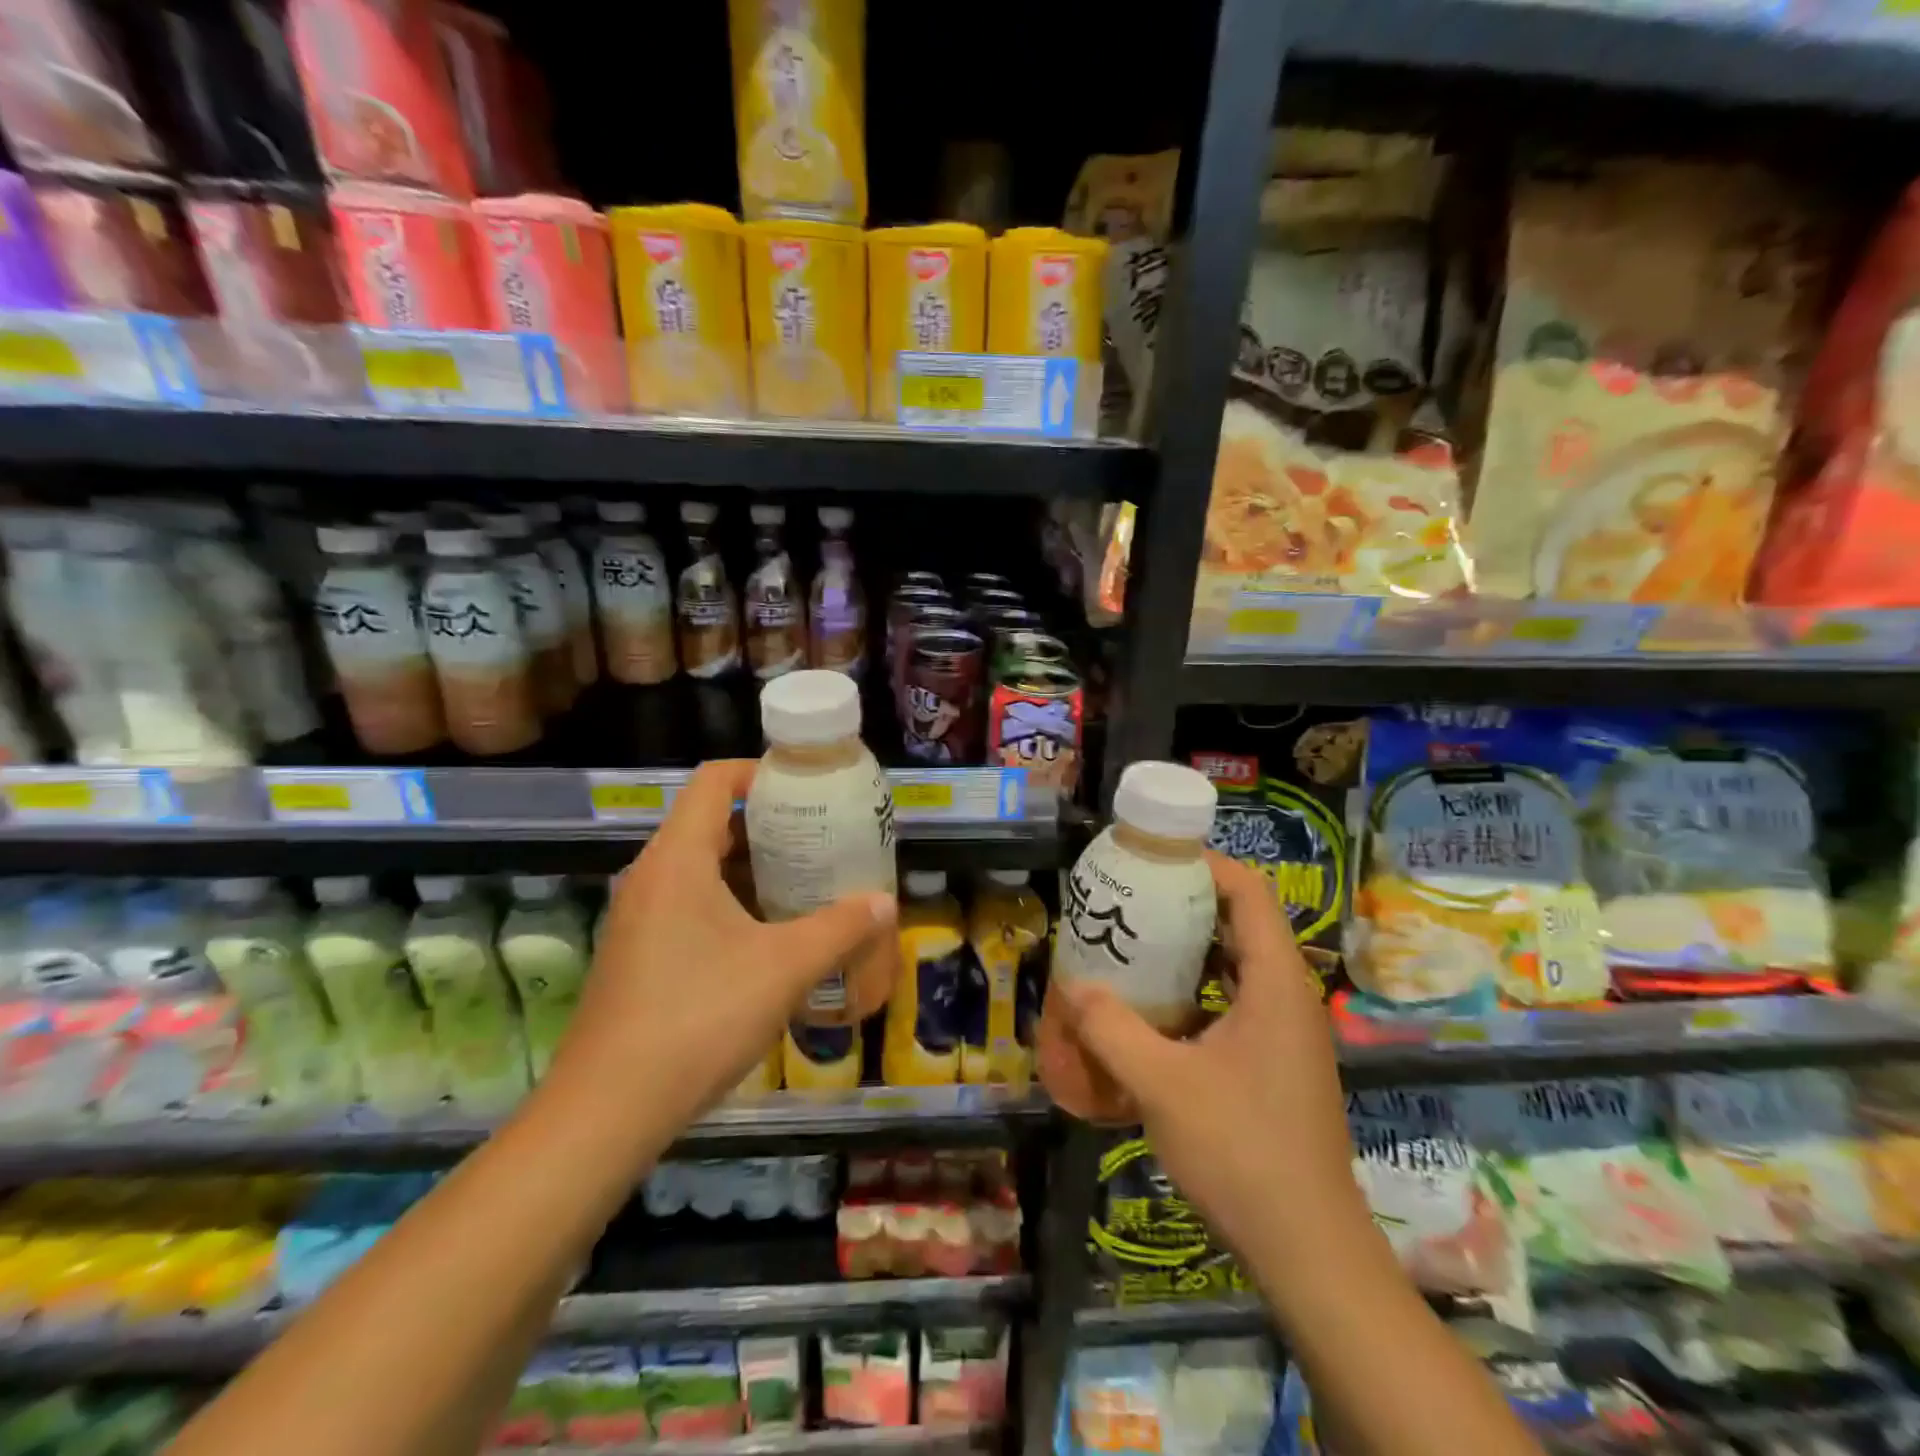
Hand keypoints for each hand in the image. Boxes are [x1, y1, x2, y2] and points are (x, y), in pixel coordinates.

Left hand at [547, 759, 896, 1133]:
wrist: (607, 1111)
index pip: (714, 780)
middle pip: (711, 822)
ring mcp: (640, 917)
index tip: (808, 789)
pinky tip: (770, 938)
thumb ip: (840, 928)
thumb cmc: (698, 1018)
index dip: (761, 772)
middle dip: (769, 826)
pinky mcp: (639, 954)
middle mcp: (652, 876)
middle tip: (821, 839)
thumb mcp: (784, 968)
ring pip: (701, 868)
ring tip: (805, 884)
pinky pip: (690, 905)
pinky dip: (732, 904)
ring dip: (753, 870)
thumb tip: (885, 903)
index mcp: (678, 859)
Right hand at [1054, 852, 1362, 1260]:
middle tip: (1131, 898)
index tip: (1153, 857)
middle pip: (1242, 921)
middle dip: (1186, 903)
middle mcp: (1289, 995)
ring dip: (1190, 947)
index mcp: (1276, 983)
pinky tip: (1155, 1007)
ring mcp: (1287, 1030)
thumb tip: (1071, 985)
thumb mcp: (1161, 1085)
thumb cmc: (1241, 1151)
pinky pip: (1236, 1000)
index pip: (1249, 893)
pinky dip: (1198, 988)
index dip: (1206, 864)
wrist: (1308, 1248)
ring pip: (1238, 962)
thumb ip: (1111, 1028)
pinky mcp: (1278, 1060)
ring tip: (1134, 941)